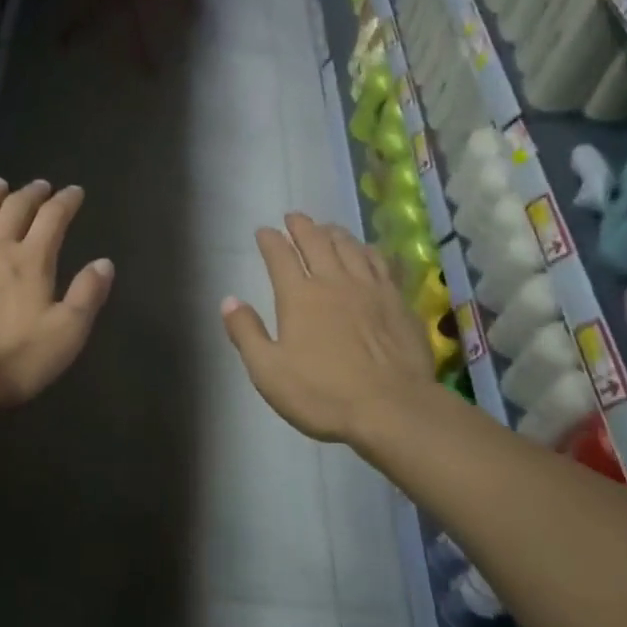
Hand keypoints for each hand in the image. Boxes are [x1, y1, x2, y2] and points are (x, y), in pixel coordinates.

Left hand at [0, 178, 114, 413]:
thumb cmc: (13, 358)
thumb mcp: (66, 333)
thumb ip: (87, 295)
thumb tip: (104, 263)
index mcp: (32, 260)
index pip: (53, 218)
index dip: (66, 201)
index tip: (75, 192)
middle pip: (15, 208)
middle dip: (32, 193)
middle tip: (40, 185)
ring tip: (0, 183)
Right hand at [221, 213, 440, 448]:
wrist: (392, 408)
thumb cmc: (323, 394)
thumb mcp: (268, 371)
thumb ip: (246, 333)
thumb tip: (229, 300)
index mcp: (299, 296)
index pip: (279, 256)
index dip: (270, 240)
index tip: (263, 231)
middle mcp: (333, 281)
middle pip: (316, 242)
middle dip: (301, 226)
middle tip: (294, 217)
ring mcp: (369, 288)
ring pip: (349, 247)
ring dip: (334, 232)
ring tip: (326, 227)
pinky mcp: (397, 301)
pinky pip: (379, 263)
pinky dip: (367, 250)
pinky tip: (366, 251)